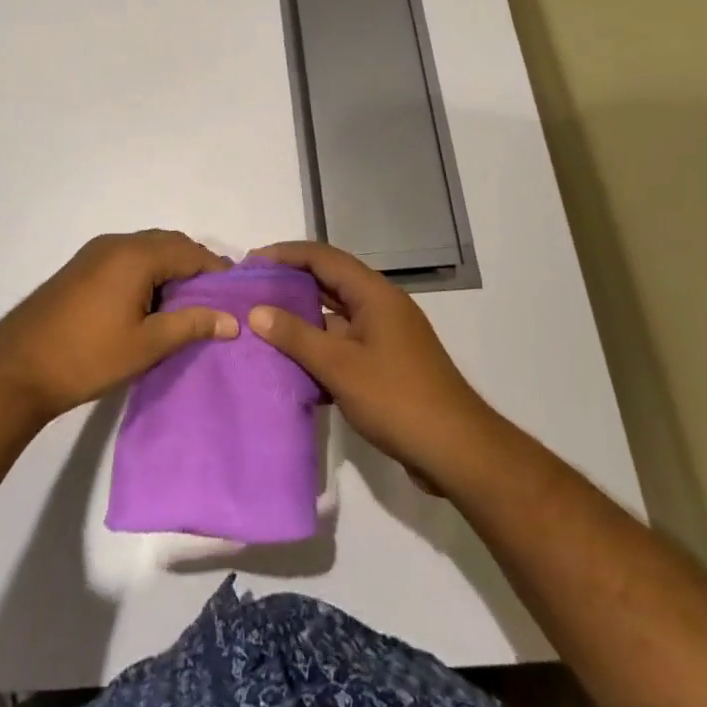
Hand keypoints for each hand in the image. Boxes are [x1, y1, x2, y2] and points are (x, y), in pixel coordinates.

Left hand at [0, 230, 236, 426]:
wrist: (17, 368)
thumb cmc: (87, 356)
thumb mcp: (146, 345)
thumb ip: (191, 325)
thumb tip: (232, 320)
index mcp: (136, 255)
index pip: (190, 251)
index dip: (216, 271)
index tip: (235, 296)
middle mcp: (116, 243)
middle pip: (169, 244)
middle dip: (195, 266)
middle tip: (214, 300)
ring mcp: (95, 252)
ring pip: (147, 249)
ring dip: (170, 268)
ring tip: (186, 305)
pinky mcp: (81, 267)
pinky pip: (127, 258)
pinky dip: (147, 271)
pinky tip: (151, 303)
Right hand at [249, 240, 496, 485]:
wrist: (456, 451)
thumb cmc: (397, 398)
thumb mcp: (340, 366)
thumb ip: (296, 336)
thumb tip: (256, 311)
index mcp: (374, 294)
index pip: (323, 257)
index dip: (285, 254)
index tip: (250, 263)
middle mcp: (380, 306)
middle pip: (329, 281)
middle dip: (289, 283)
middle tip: (250, 292)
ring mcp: (385, 336)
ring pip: (334, 316)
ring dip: (301, 319)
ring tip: (261, 326)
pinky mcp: (386, 364)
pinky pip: (344, 343)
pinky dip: (318, 348)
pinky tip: (290, 365)